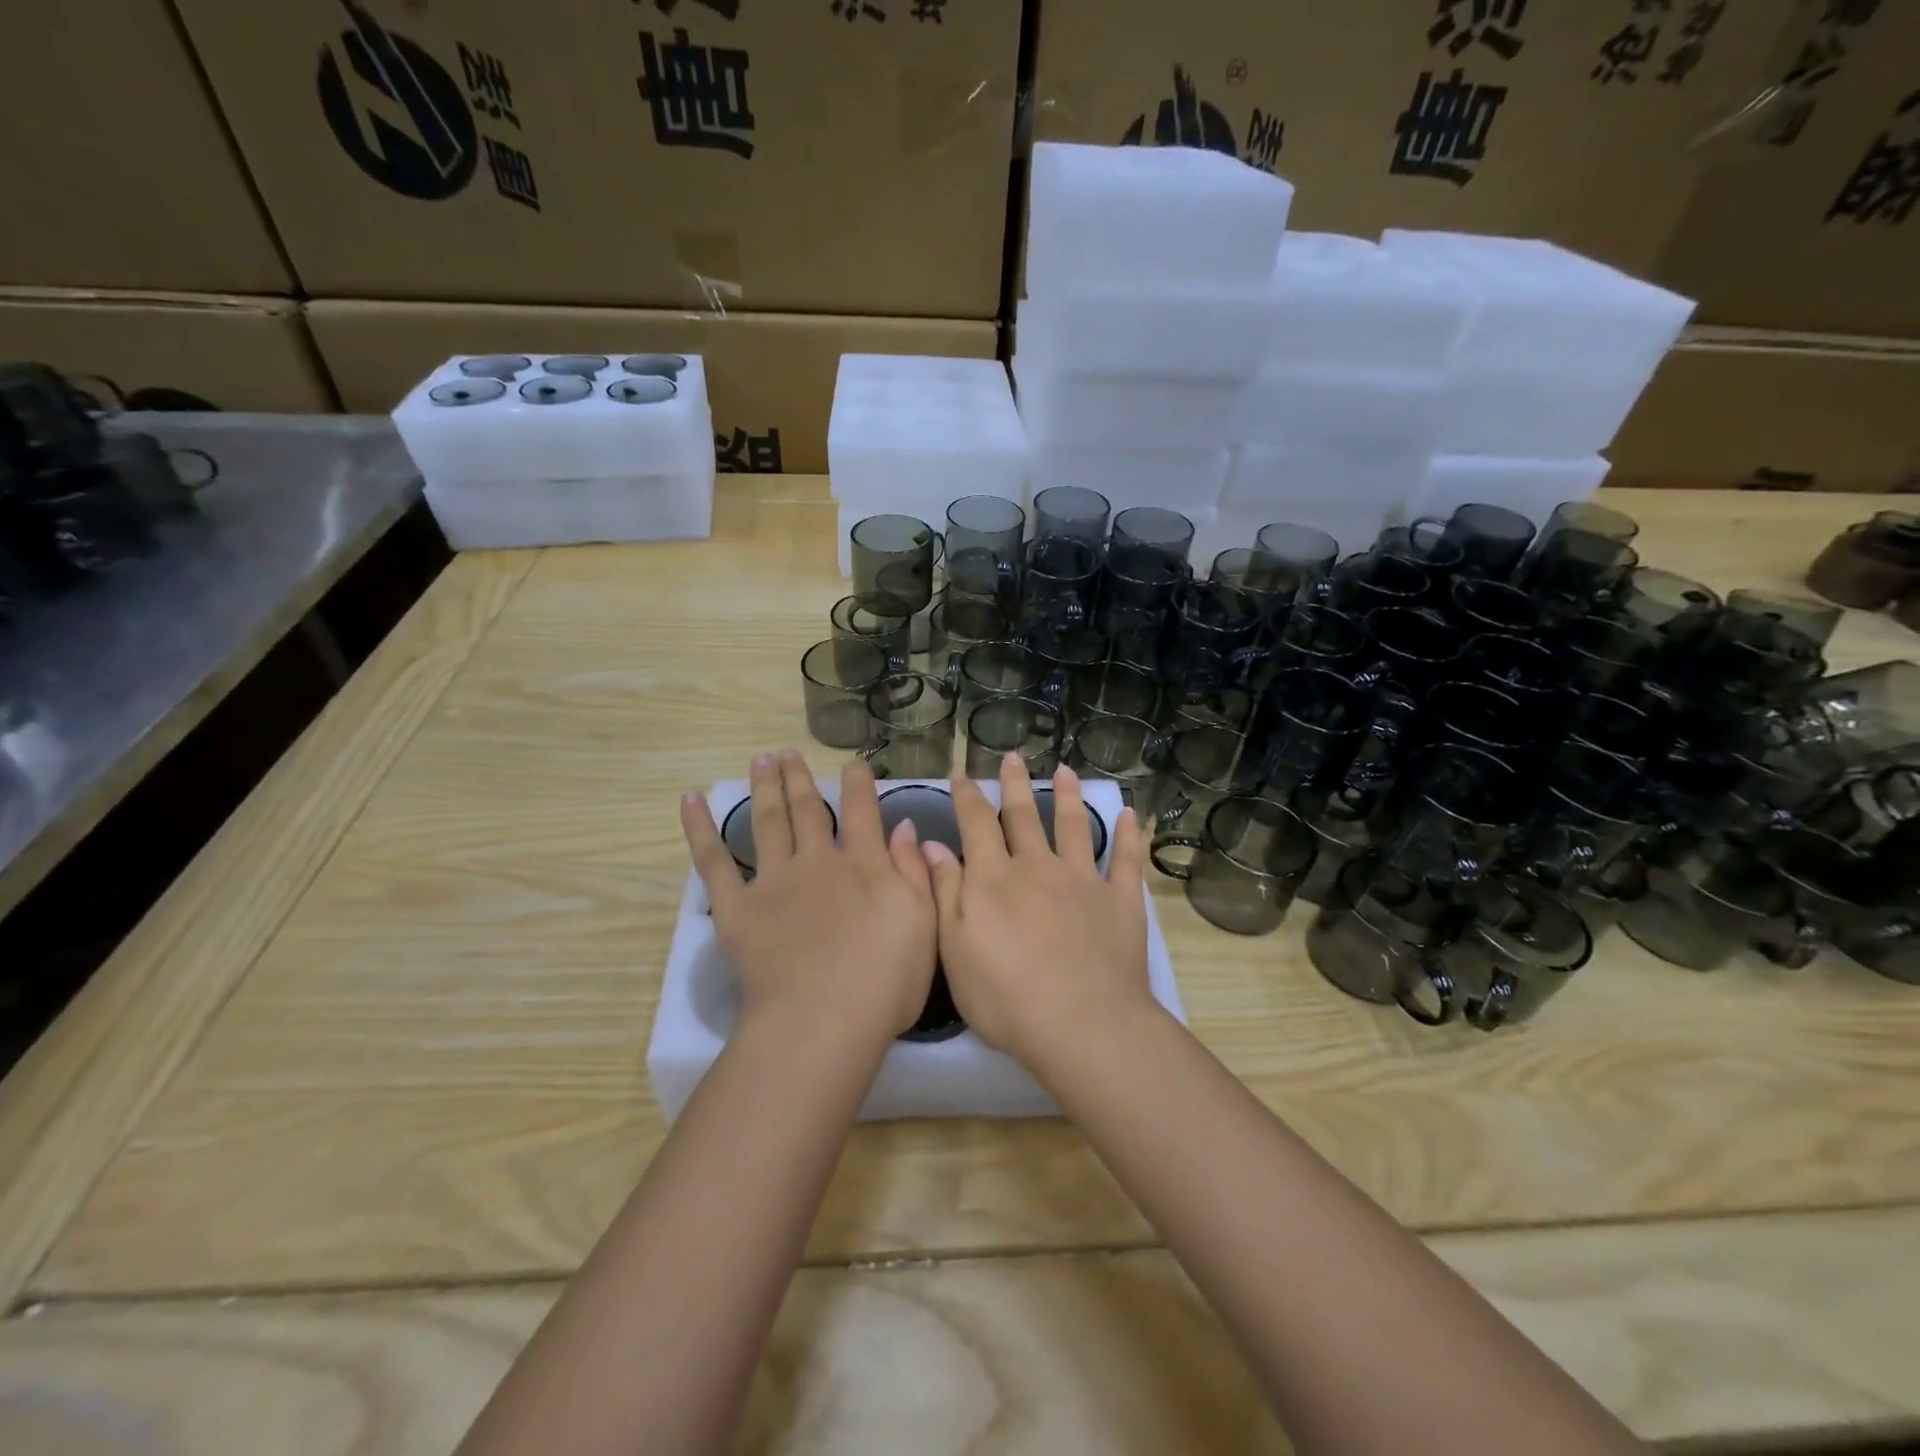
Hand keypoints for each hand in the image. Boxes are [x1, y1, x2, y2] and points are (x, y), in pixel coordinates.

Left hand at [682, 751, 936, 1042]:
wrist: (824, 1020)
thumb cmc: (885, 981)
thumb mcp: (923, 923)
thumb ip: (915, 871)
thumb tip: (904, 826)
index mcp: (865, 865)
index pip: (863, 811)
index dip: (859, 783)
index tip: (853, 763)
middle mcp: (819, 860)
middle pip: (808, 808)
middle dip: (800, 778)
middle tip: (787, 752)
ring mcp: (775, 880)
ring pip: (768, 821)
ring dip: (764, 787)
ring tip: (760, 760)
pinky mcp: (737, 907)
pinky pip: (714, 861)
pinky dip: (700, 829)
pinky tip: (691, 801)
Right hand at [921, 754, 1155, 1069]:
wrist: (1082, 1025)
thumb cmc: (1005, 997)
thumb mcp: (955, 949)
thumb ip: (945, 892)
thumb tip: (931, 844)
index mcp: (994, 878)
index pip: (975, 823)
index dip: (967, 795)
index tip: (961, 772)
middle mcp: (1037, 866)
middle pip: (1023, 816)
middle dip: (1014, 785)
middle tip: (1011, 756)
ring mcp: (1082, 880)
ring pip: (1073, 827)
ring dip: (1068, 796)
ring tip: (1064, 771)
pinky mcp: (1120, 900)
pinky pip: (1126, 860)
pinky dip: (1129, 836)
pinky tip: (1131, 816)